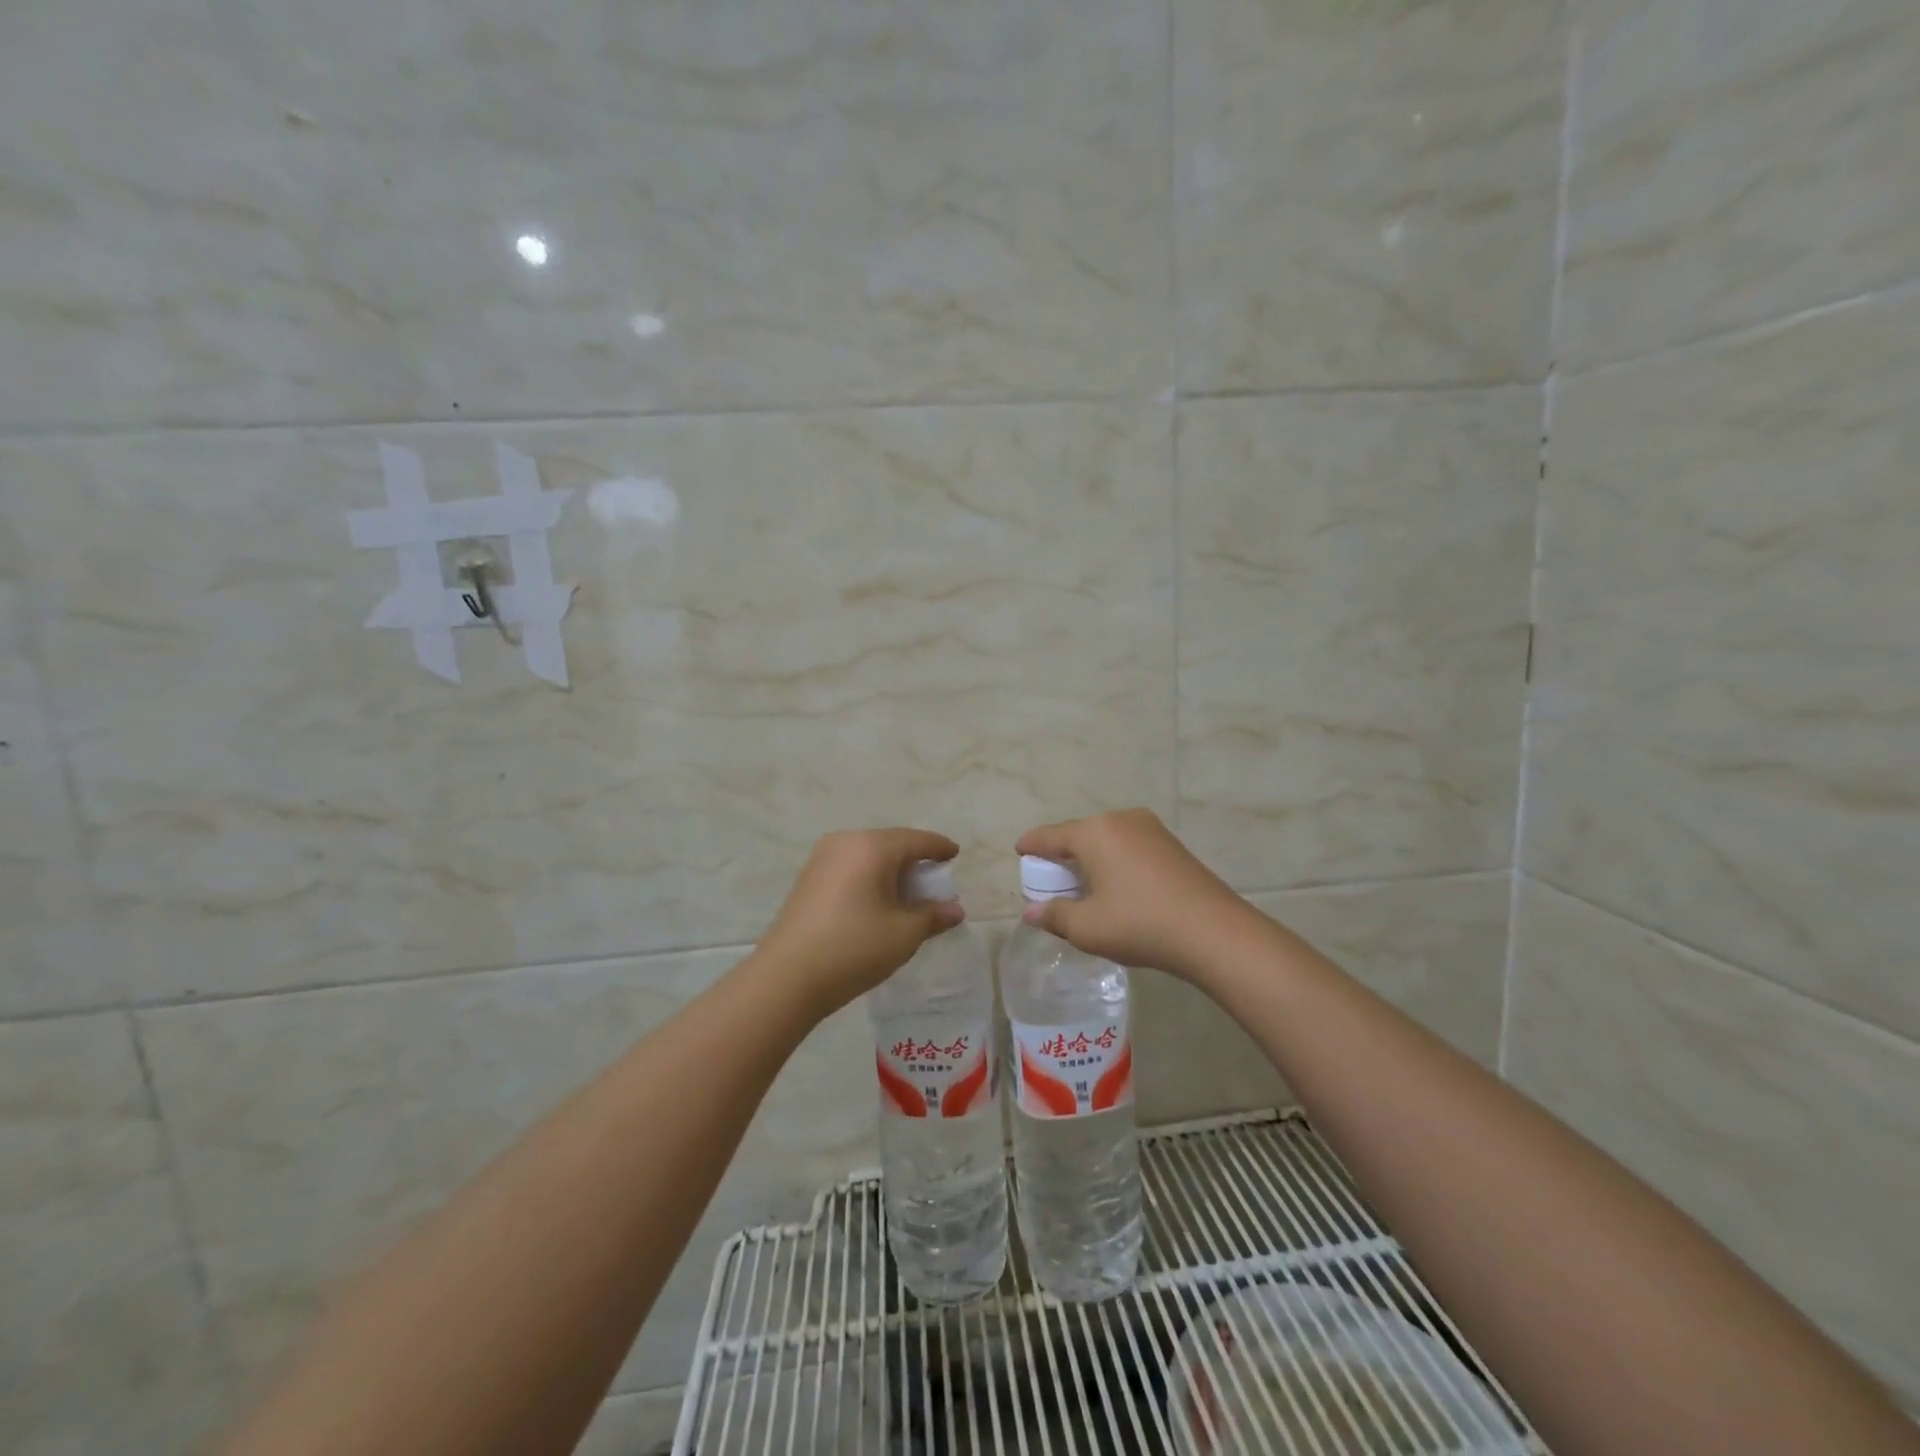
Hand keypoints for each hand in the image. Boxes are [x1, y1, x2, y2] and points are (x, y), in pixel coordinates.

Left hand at [755, 828, 964, 1017]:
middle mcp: (845, 842)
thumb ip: (933, 916)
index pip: (916, 840)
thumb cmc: (854, 947)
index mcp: (872, 846)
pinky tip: (877, 903)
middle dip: (915, 862)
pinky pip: (850, 868)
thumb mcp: (904, 934)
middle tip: (934, 882)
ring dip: (891, 872)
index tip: (955, 854)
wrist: (786, 977)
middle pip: (891, 845)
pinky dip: (870, 879)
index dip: (939, 847)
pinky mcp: (808, 879)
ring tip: (907, 896)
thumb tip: (955, 910)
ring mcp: (822, 859)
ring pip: (868, 857)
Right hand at [1016, 809, 1263, 982]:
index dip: (1031, 845)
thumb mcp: (1087, 927)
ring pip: (1107, 840)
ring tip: (1083, 885)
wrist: (1214, 932)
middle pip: (1079, 834)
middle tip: (1050, 879)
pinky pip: (1129, 847)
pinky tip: (1116, 886)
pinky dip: (1114, 862)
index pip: (1050, 835)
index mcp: (1095, 832)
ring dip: (1090, 859)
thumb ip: (1054, 915)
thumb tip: (1029, 912)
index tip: (1019, 851)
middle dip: (1062, 855)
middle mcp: (1121, 820)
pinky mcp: (1172, 845)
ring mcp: (1151, 829)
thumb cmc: (1140, 924)